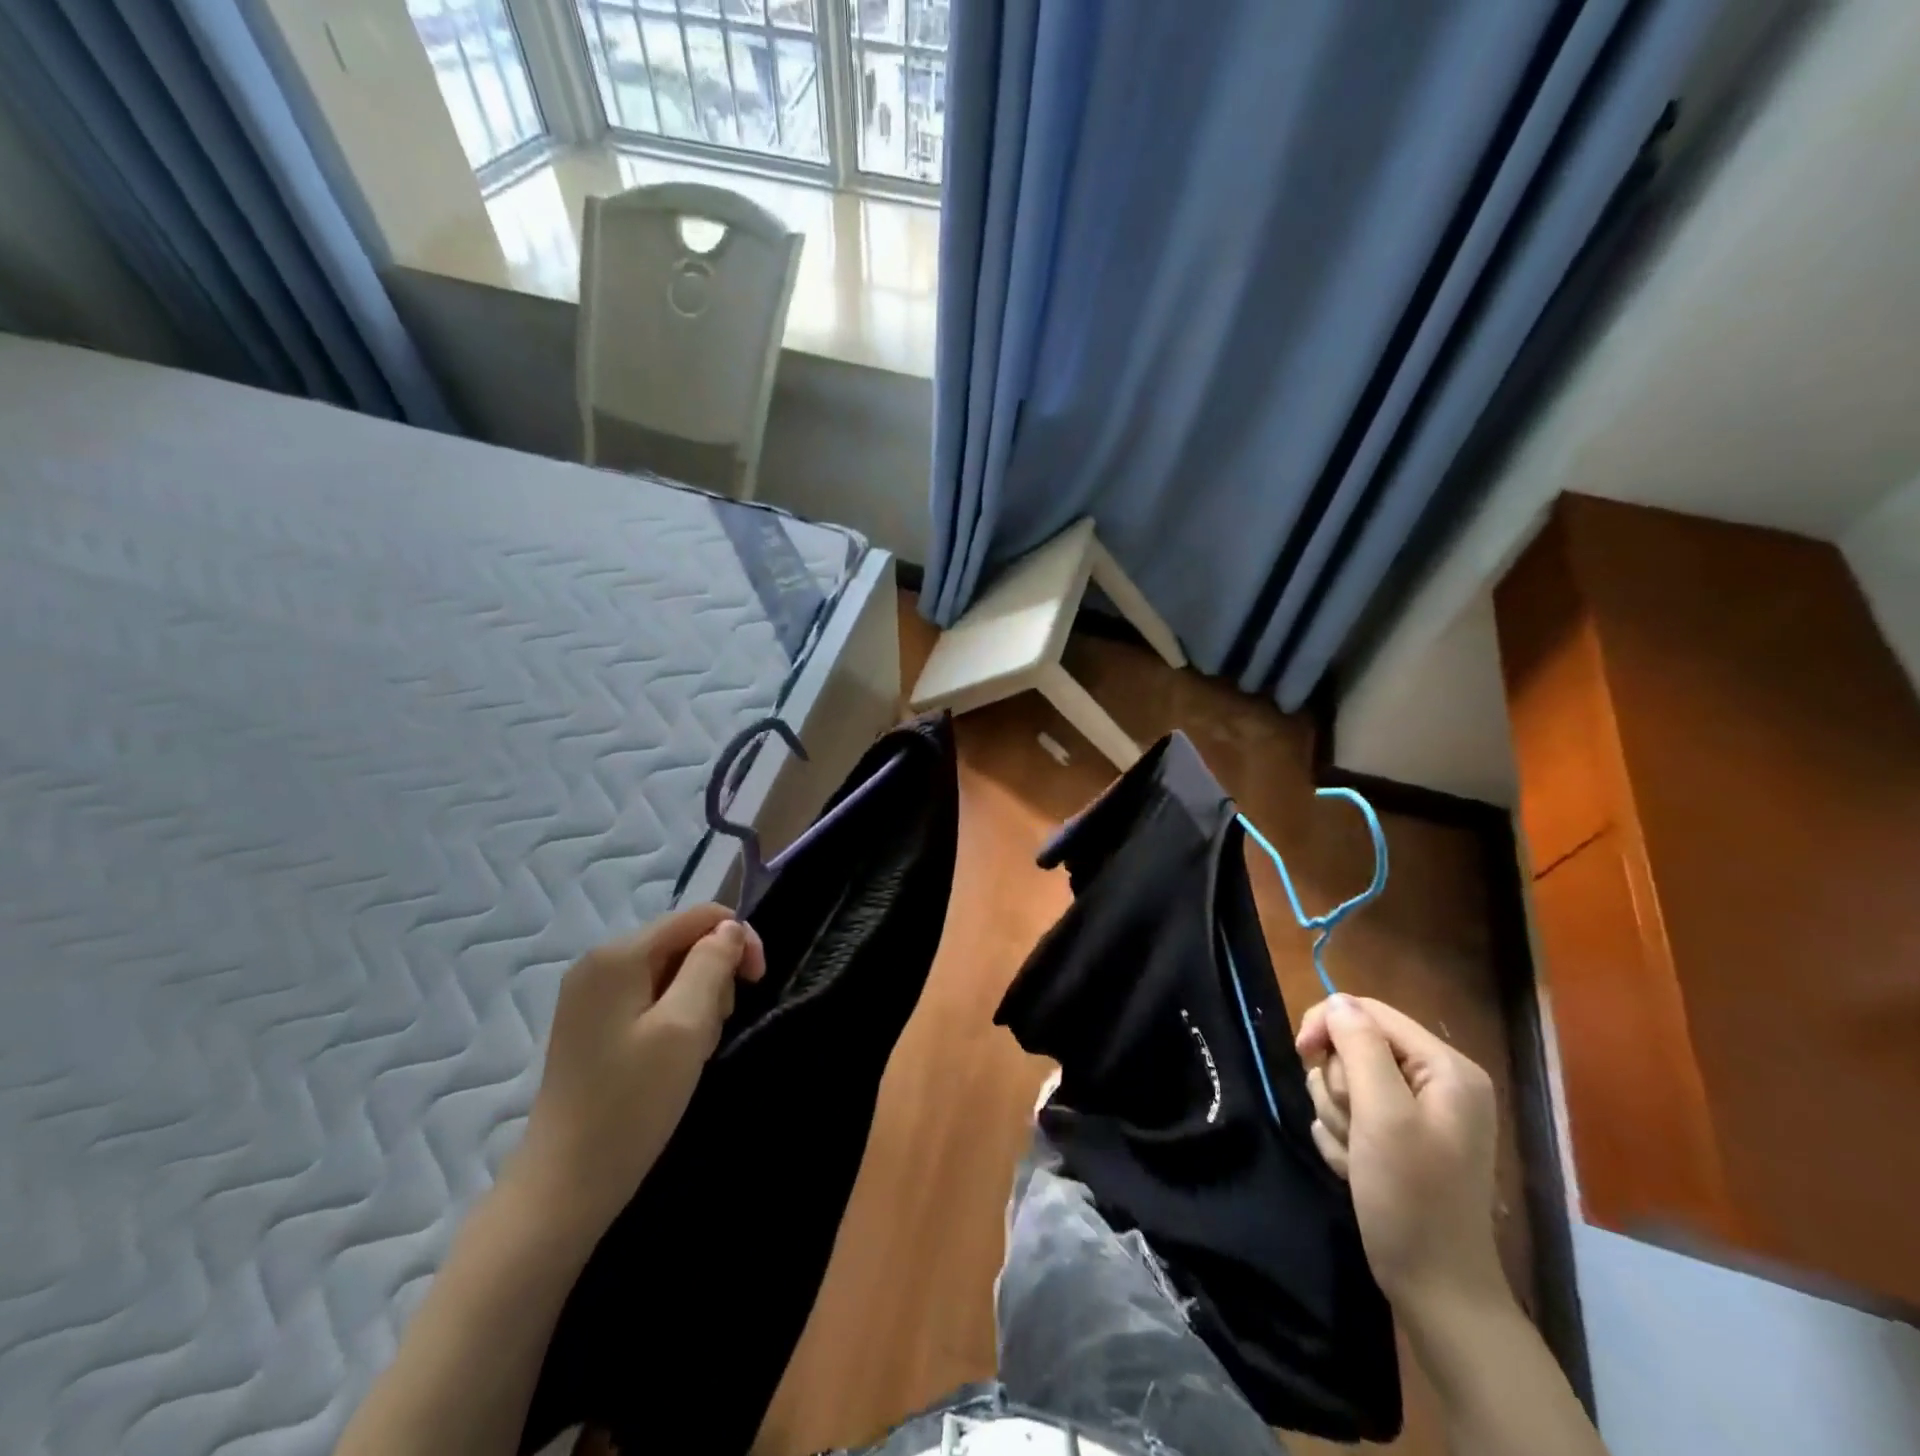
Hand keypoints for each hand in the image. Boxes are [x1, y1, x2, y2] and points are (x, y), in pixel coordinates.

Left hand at [510, 904, 764, 1239]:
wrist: (564, 1186)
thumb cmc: (631, 1104)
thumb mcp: (686, 1027)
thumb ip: (712, 965)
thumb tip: (730, 929)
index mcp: (618, 955)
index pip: (696, 917)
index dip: (737, 939)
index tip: (758, 981)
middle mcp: (599, 963)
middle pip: (682, 943)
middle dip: (713, 977)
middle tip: (713, 1031)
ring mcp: (590, 995)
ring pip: (670, 973)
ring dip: (697, 1002)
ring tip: (693, 1051)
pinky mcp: (591, 1025)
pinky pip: (649, 998)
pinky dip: (674, 1019)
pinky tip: (673, 1057)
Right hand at [1295, 995, 1503, 1312]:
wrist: (1434, 1289)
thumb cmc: (1411, 1198)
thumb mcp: (1383, 1114)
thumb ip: (1360, 1048)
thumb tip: (1336, 1001)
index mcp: (1446, 1067)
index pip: (1369, 1012)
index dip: (1329, 1025)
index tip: (1301, 1053)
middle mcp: (1435, 1082)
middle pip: (1353, 1046)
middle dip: (1338, 1084)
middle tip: (1352, 1126)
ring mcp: (1417, 1113)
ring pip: (1344, 1080)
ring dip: (1336, 1115)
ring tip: (1355, 1154)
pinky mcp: (1396, 1138)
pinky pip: (1347, 1112)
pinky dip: (1342, 1137)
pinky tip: (1355, 1168)